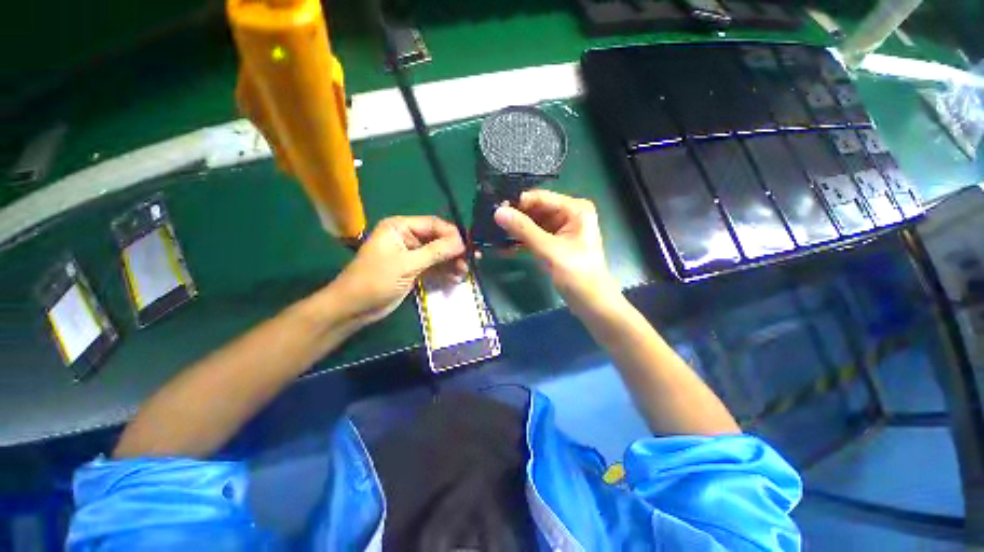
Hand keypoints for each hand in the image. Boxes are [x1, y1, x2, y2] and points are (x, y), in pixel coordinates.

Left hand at [329, 216, 466, 325]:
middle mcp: (407, 237)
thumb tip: (462, 242)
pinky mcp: (414, 269)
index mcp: (400, 227)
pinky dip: (445, 271)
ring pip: (439, 254)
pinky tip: (455, 278)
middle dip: (454, 251)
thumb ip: (435, 252)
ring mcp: (412, 254)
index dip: (453, 235)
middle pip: (438, 239)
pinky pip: (434, 266)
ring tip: (464, 273)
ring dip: (452, 262)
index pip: (433, 224)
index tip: (469, 247)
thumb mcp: (407, 264)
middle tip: (471, 261)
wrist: (355, 308)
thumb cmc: (375, 281)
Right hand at [494, 190, 620, 313]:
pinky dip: (521, 242)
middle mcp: (568, 214)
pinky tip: (503, 247)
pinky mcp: (554, 243)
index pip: (540, 198)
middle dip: (514, 217)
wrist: (591, 302)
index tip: (494, 209)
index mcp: (574, 209)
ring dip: (515, 231)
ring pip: (532, 224)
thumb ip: (523, 229)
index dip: (517, 202)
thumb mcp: (549, 249)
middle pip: (535, 210)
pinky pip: (534, 237)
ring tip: (492, 234)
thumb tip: (498, 212)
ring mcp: (560, 230)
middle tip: (490, 223)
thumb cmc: (576, 274)